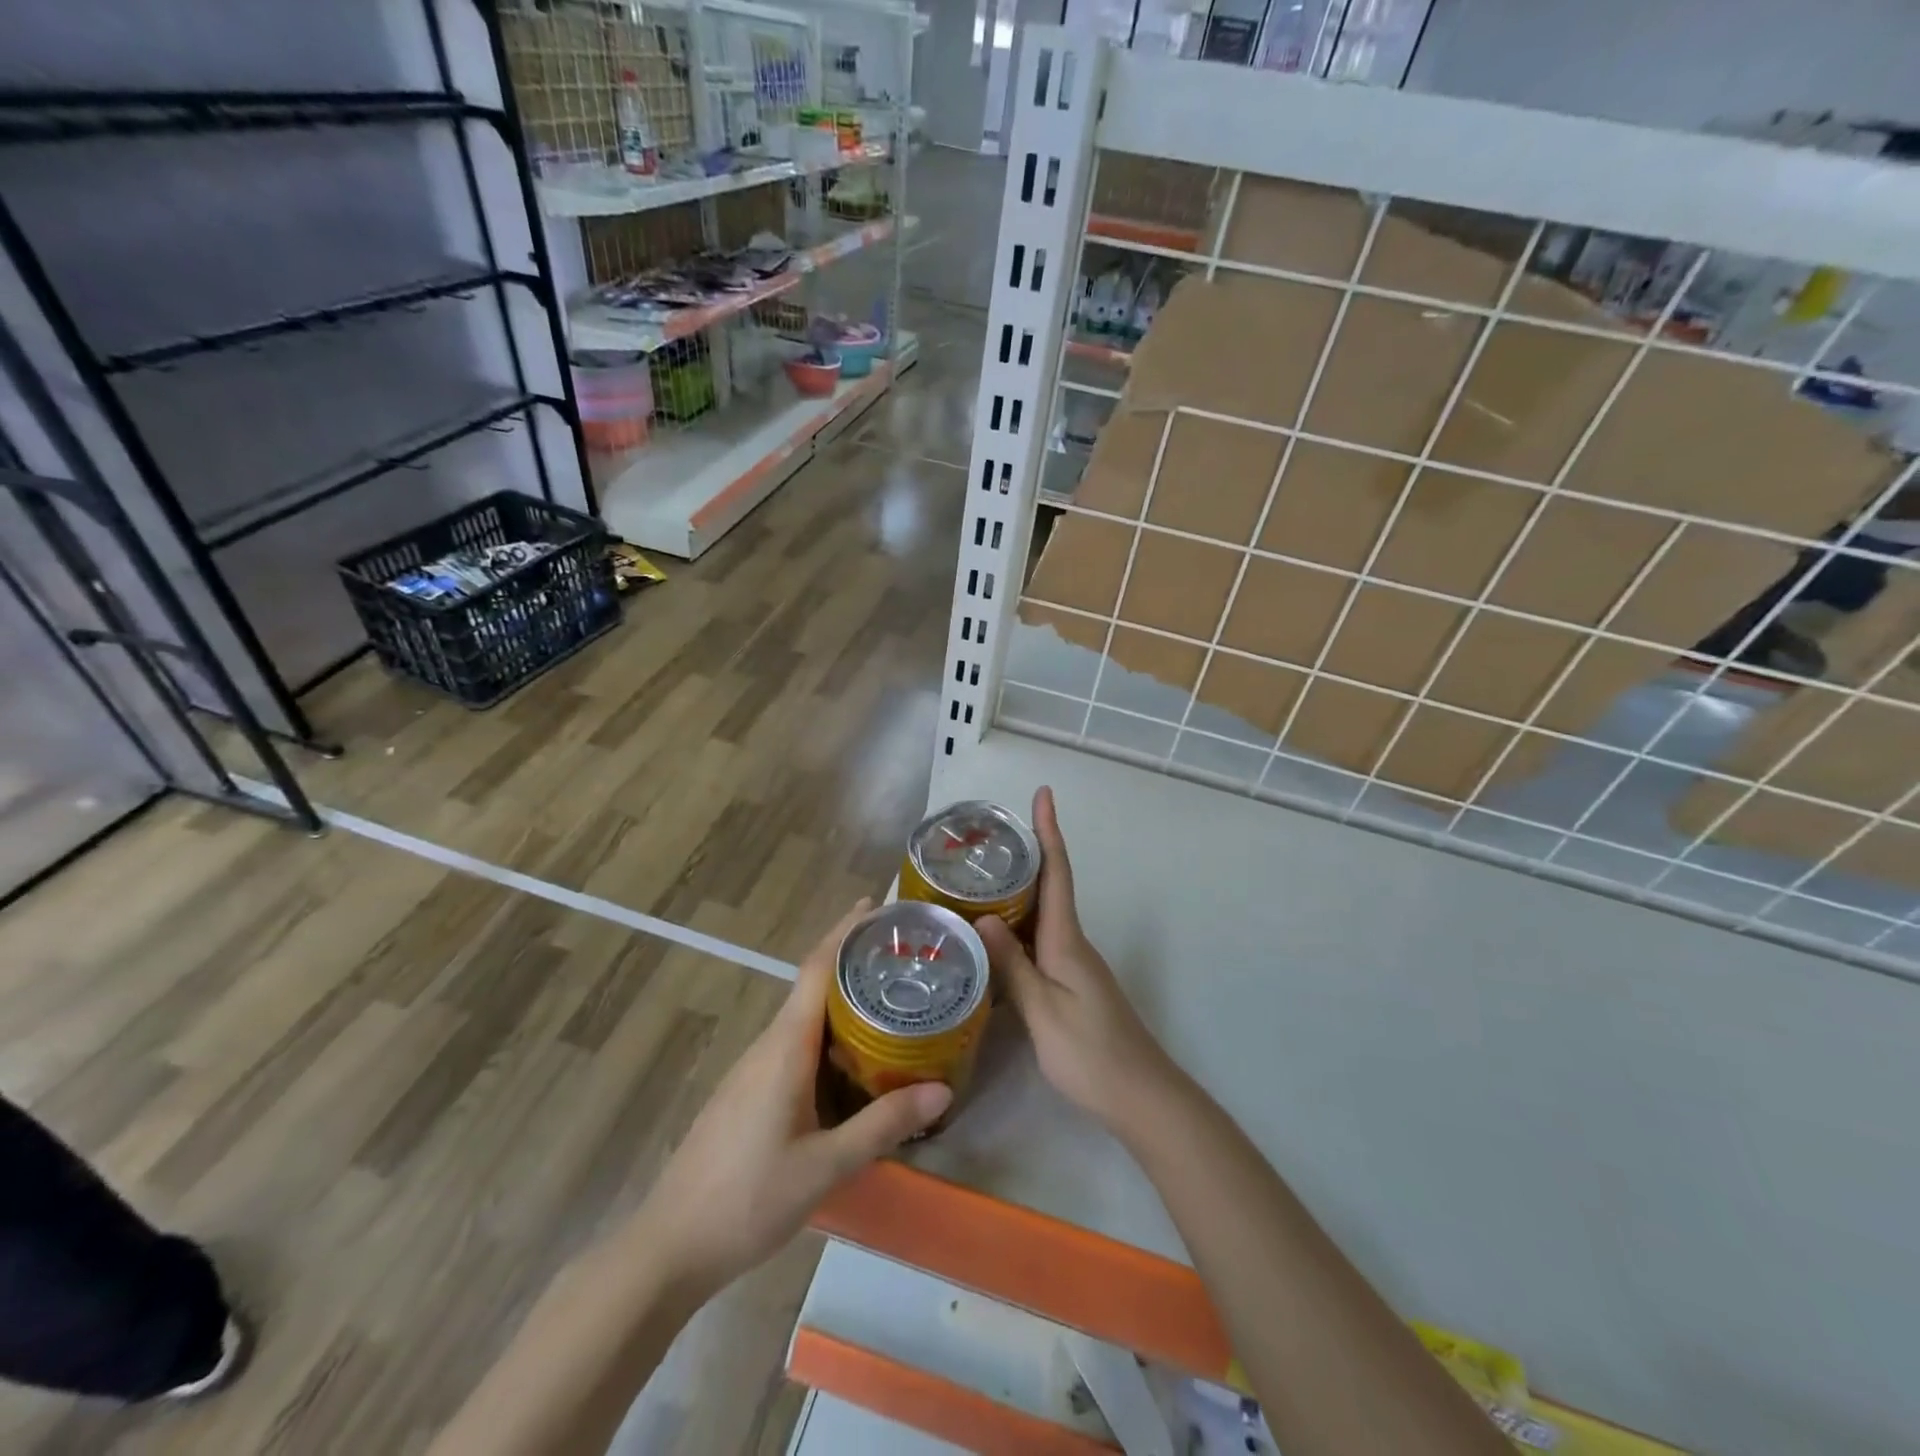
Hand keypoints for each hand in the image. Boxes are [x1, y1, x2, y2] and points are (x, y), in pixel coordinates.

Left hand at [633, 901, 951, 1296]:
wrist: (670, 1246)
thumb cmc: (748, 1198)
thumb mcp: (826, 1166)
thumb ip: (883, 1125)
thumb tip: (942, 1090)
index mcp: (785, 1047)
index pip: (817, 969)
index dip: (846, 931)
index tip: (878, 907)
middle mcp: (768, 1045)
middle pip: (813, 985)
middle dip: (853, 960)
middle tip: (904, 954)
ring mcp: (754, 1069)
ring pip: (804, 1018)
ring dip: (843, 999)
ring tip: (891, 999)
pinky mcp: (749, 1093)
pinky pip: (795, 1045)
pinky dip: (828, 1034)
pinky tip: (853, 1059)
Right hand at [976, 788, 1180, 1138]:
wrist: (1140, 1096)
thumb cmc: (1089, 1051)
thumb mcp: (1042, 1010)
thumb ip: (1012, 965)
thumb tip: (983, 917)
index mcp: (1066, 939)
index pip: (1057, 872)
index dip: (1049, 832)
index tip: (1044, 794)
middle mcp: (1072, 942)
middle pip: (1049, 886)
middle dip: (1026, 855)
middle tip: (985, 839)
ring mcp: (1075, 964)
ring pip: (1042, 915)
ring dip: (1018, 892)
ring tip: (977, 880)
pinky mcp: (1072, 984)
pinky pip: (1041, 941)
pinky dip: (1019, 928)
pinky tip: (995, 938)